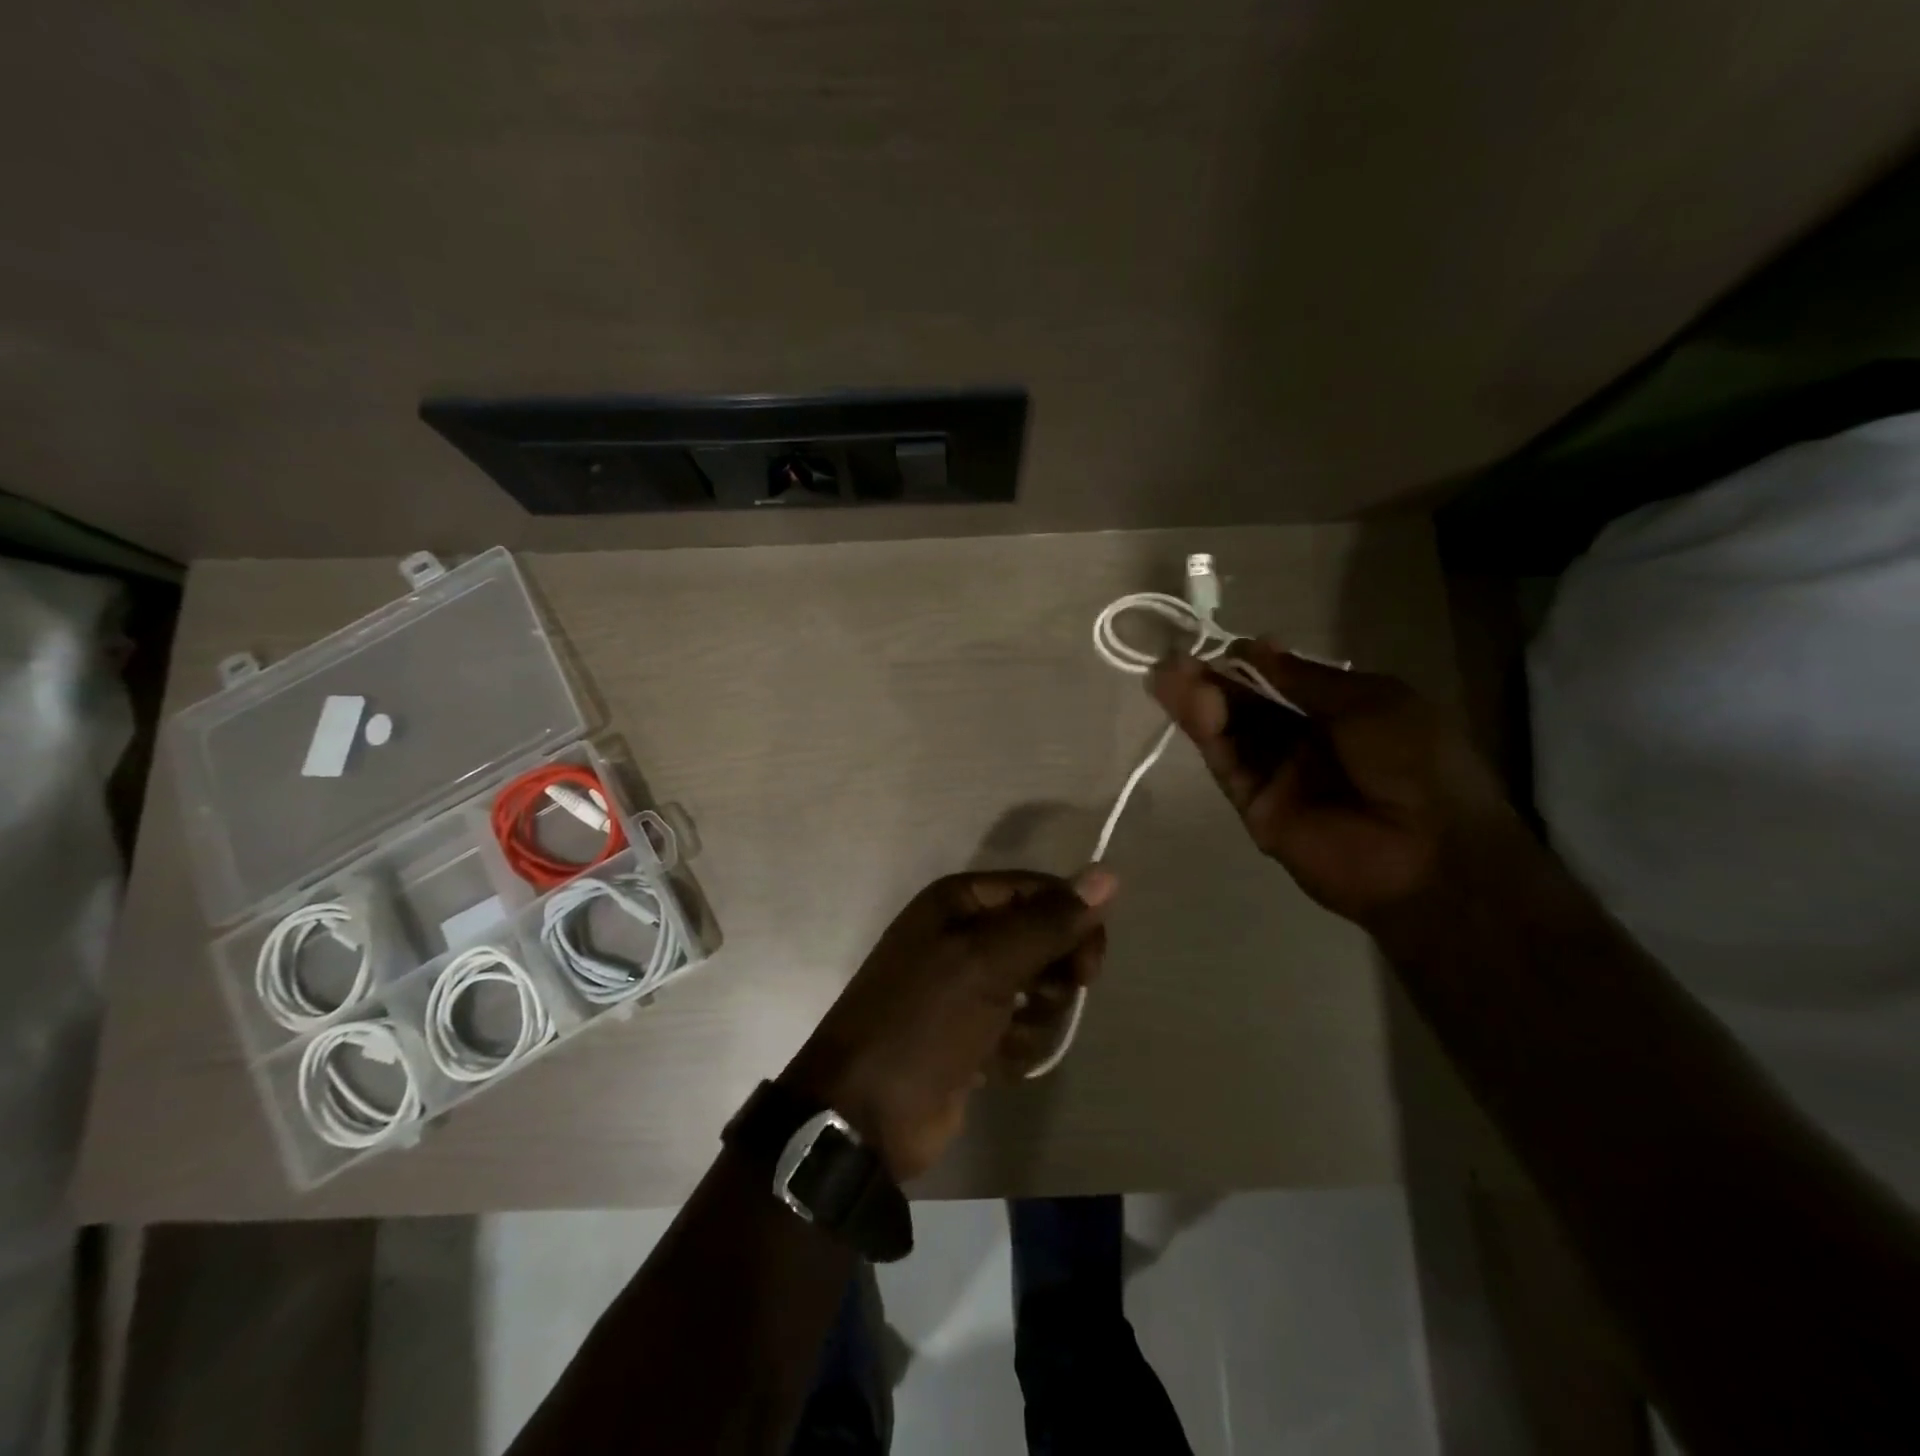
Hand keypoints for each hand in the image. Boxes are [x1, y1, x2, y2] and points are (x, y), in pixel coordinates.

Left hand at [781, 869, 1115, 1180]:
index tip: (1089, 966)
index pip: (1040, 891)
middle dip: (1052, 975)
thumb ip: (1049, 921)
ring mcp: (967, 987)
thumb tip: (1107, 874)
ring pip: (1038, 988)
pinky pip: (1021, 1028)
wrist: (867, 1114)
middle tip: (1043, 999)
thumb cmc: (924, 1021)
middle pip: (1043, 938)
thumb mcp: (988, 963)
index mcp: (959, 902)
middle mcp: (963, 935)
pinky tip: (994, 1064)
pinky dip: (1016, 1046)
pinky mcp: (972, 1034)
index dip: (1072, 921)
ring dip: (1035, 1018)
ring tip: (1007, 1037)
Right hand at [1150, 643, 1517, 927]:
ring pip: (1231, 732)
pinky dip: (1207, 734)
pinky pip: (1228, 764)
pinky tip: (1190, 704)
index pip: (1280, 681)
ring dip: (1200, 702)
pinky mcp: (1254, 806)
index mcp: (1339, 710)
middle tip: (1175, 660)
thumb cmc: (1416, 763)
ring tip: (1168, 675)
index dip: (1250, 663)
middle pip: (1248, 704)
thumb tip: (1254, 646)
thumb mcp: (1372, 702)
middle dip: (1214, 680)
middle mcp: (1302, 739)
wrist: (1430, 854)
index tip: (1221, 649)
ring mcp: (1276, 775)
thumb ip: (1306, 679)